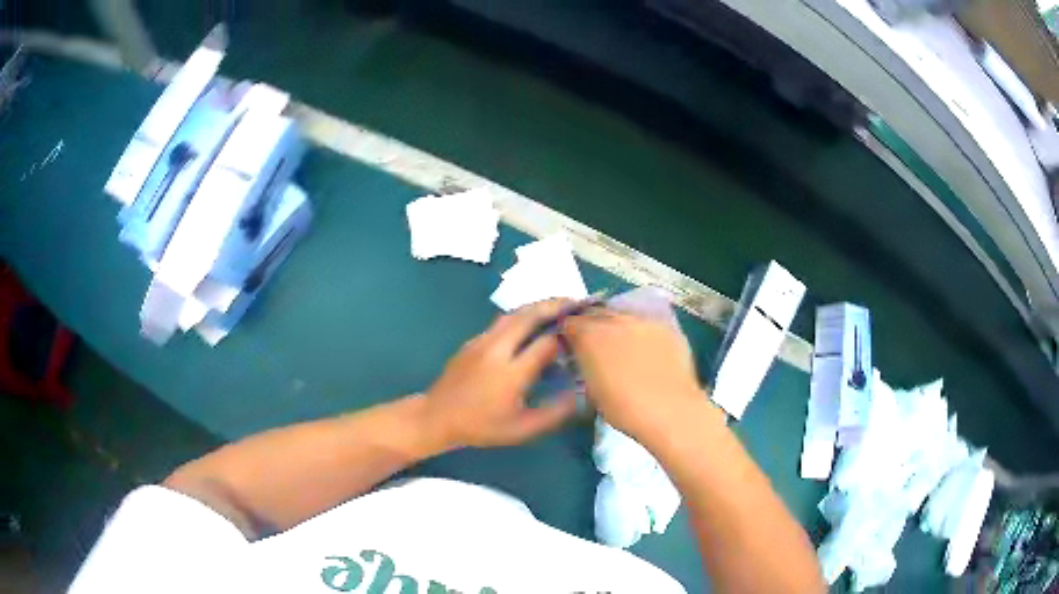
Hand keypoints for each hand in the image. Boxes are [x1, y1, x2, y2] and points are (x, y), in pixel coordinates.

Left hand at [423, 300, 579, 448]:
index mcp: (511, 373)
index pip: (546, 343)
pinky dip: (522, 316)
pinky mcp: (473, 340)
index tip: (585, 335)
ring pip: (514, 314)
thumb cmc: (482, 426)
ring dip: (538, 306)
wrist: (437, 417)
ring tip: (559, 306)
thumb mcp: (522, 429)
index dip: (568, 337)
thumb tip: (582, 395)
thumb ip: (555, 413)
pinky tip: (532, 323)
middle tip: (578, 303)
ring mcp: (482, 341)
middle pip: (529, 316)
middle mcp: (497, 350)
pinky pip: (502, 321)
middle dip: (556, 305)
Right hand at [562, 308, 719, 441]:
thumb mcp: (591, 389)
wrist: (669, 410)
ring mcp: (643, 321)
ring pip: (623, 314)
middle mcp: (615, 320)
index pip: (570, 322)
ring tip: (622, 344)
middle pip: (596, 312)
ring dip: (617, 324)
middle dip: (592, 324)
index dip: (568, 332)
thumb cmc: (623, 408)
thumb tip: (586, 359)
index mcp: (590, 336)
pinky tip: (645, 348)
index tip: (570, 344)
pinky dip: (640, 331)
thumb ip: (585, 365)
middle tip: (595, 343)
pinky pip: (646, 323)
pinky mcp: (666, 327)